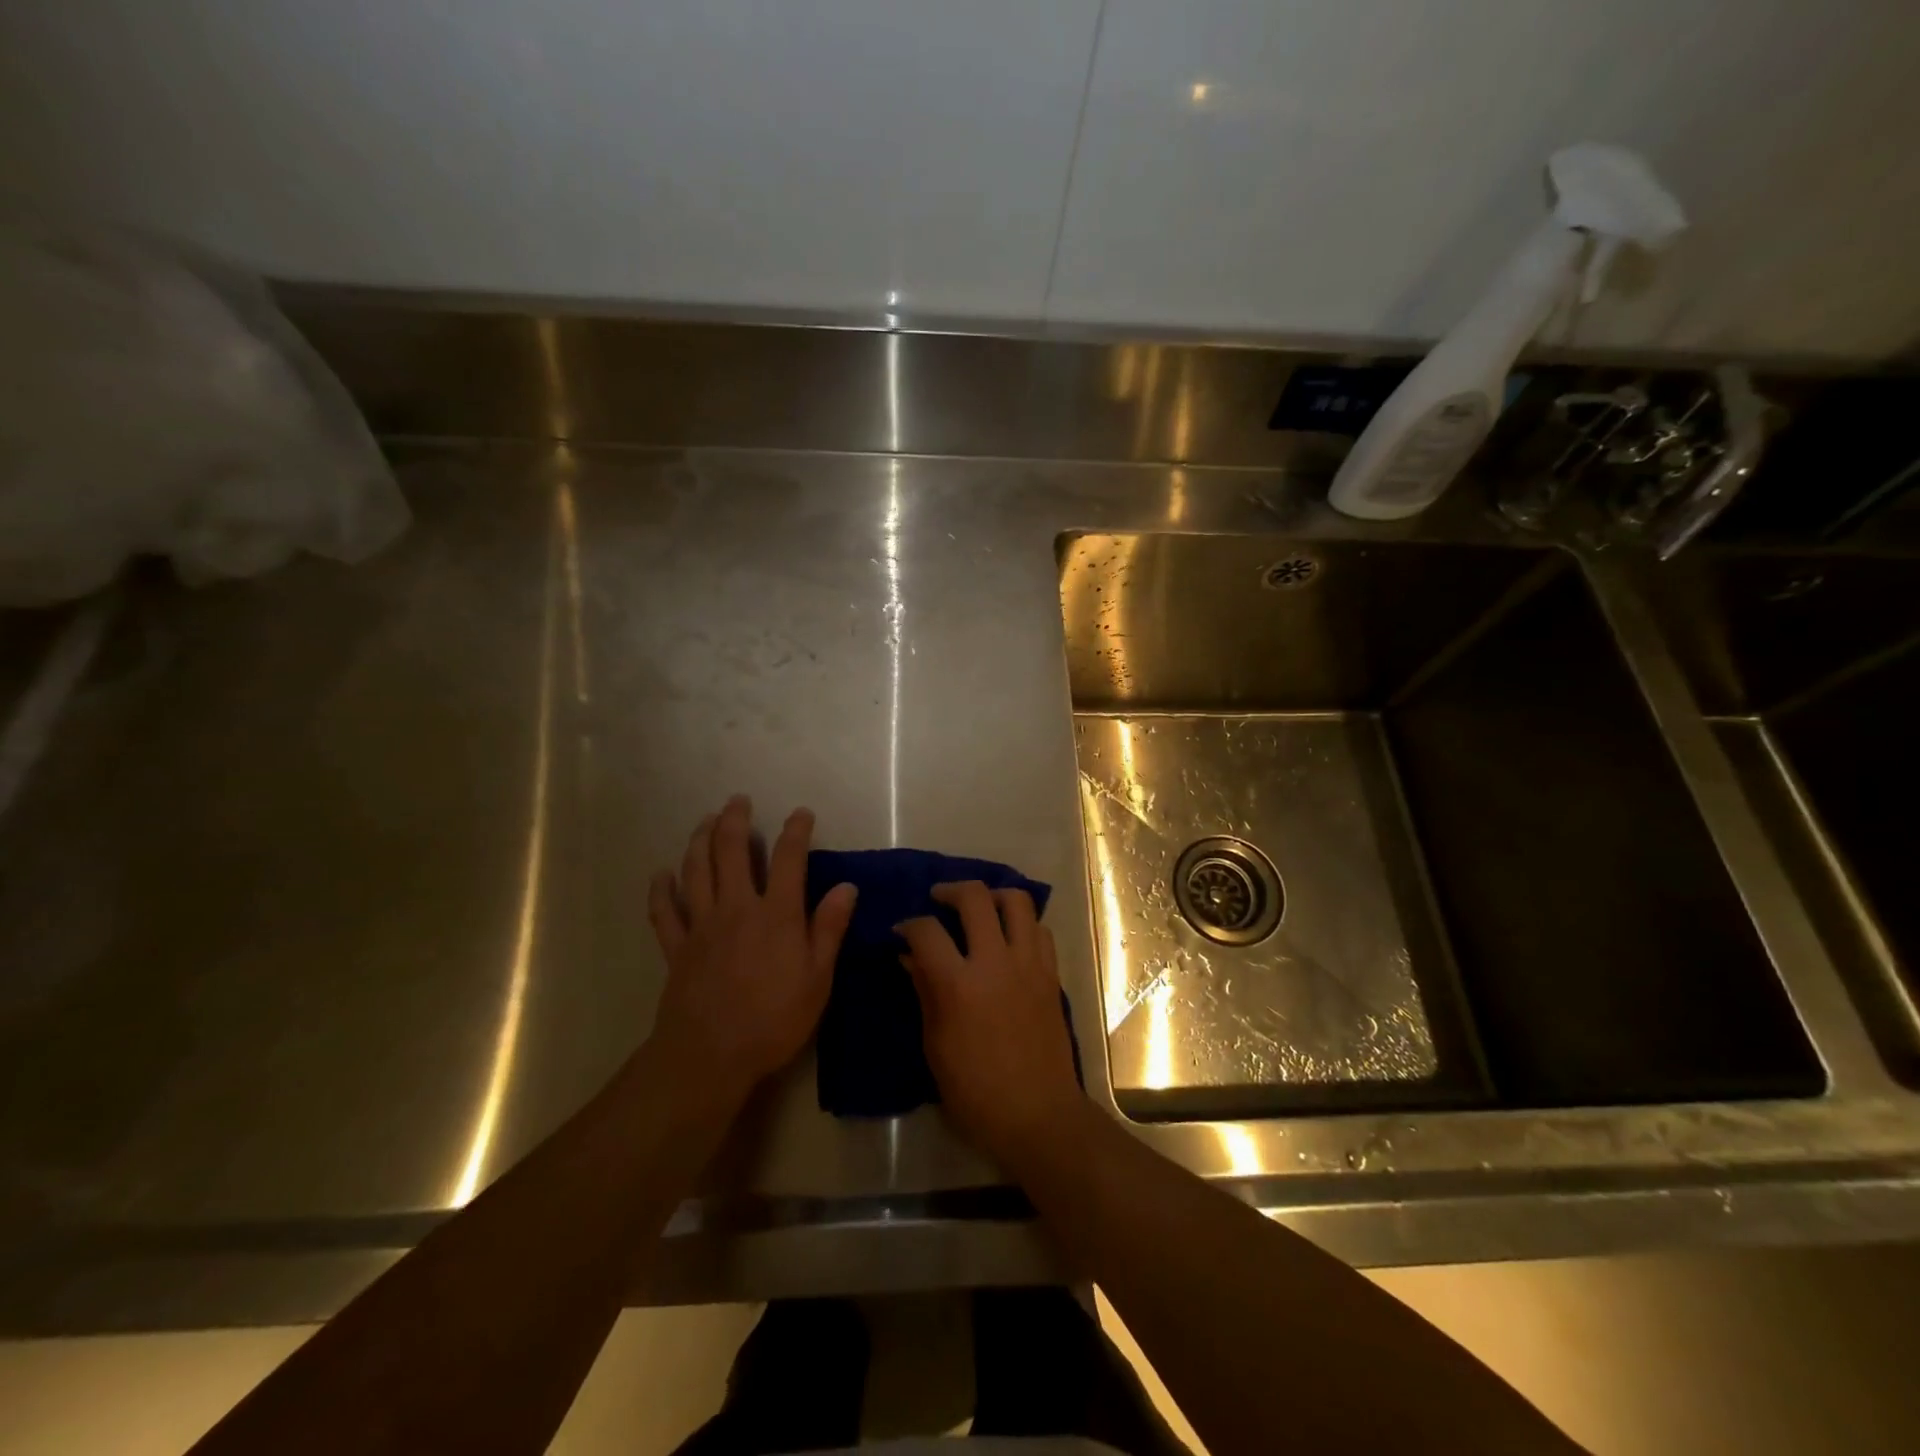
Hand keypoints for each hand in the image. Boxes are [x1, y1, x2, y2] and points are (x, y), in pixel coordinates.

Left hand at [646, 796, 856, 1107]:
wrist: (710, 1055)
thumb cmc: (774, 1019)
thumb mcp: (818, 978)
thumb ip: (829, 928)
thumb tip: (846, 886)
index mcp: (776, 914)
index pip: (789, 858)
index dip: (796, 830)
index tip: (801, 813)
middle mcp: (737, 907)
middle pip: (732, 851)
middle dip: (735, 820)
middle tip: (738, 800)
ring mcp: (702, 925)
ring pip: (696, 870)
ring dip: (699, 840)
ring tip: (705, 821)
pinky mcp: (676, 947)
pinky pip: (664, 911)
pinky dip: (661, 890)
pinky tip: (662, 874)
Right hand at [897, 882, 1088, 1175]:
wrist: (1038, 1114)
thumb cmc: (975, 1091)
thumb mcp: (935, 1045)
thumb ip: (924, 991)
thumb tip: (910, 957)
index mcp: (959, 985)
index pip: (926, 931)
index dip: (908, 924)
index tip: (901, 932)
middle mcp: (996, 962)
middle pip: (975, 897)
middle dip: (950, 890)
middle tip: (938, 899)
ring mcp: (1029, 964)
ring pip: (1017, 900)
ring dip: (993, 896)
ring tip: (979, 907)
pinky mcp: (1051, 974)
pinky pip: (1039, 929)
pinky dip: (1021, 923)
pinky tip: (1008, 938)